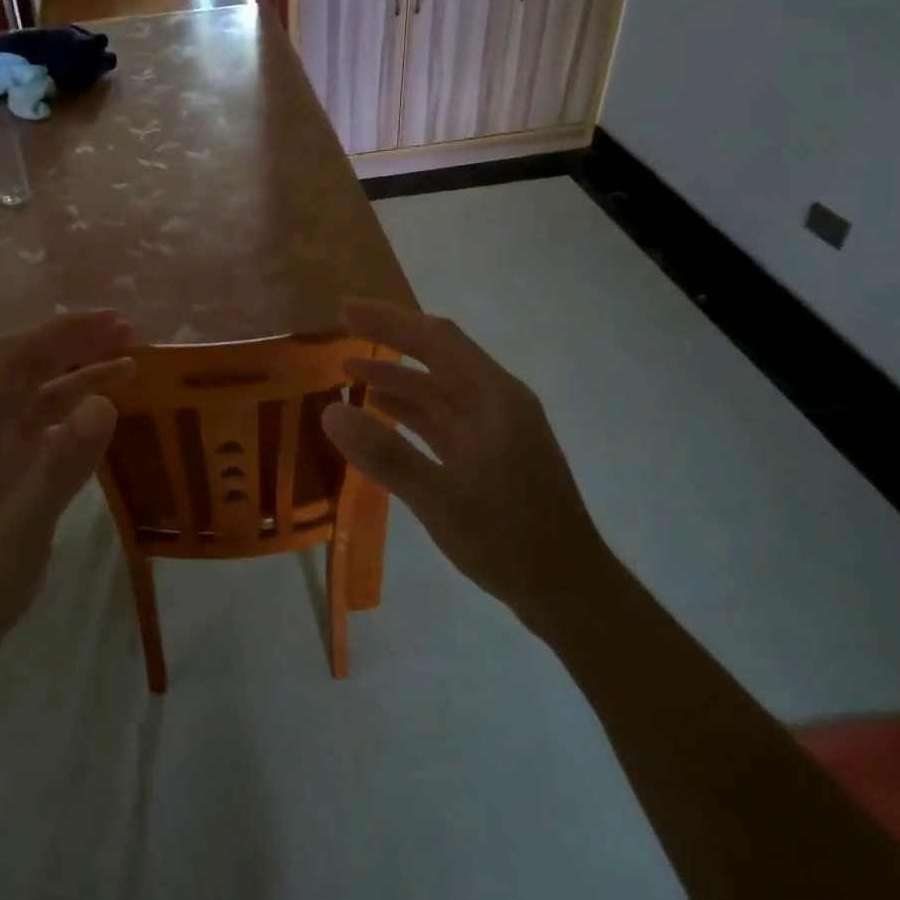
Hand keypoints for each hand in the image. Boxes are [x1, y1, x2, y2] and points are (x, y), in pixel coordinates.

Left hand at [0, 312, 134, 665]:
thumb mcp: (25, 525)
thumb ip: (62, 464)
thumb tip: (105, 402)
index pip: (18, 357)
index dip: (64, 332)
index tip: (112, 321)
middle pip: (28, 367)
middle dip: (75, 343)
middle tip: (128, 331)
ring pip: (38, 395)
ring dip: (79, 374)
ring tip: (129, 364)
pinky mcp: (4, 471)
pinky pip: (42, 424)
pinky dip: (73, 409)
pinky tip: (101, 411)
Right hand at [321, 299, 610, 630]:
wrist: (568, 590)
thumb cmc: (509, 540)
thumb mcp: (440, 499)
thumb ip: (385, 454)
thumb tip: (331, 411)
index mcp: (494, 398)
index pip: (436, 340)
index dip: (390, 319)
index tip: (346, 309)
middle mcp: (497, 402)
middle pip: (438, 356)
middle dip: (390, 337)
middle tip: (342, 326)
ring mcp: (496, 429)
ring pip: (439, 389)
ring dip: (397, 376)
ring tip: (350, 368)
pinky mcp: (490, 454)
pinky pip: (443, 418)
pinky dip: (411, 410)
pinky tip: (382, 411)